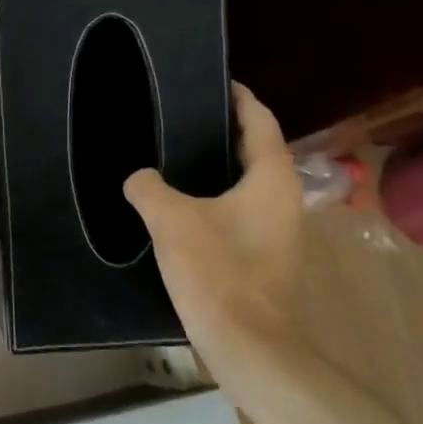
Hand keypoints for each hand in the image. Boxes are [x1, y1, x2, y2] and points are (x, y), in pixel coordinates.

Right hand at [123, 84, 301, 364]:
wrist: (246, 342)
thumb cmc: (216, 270)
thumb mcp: (170, 220)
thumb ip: (148, 188)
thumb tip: (139, 178)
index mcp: (271, 180)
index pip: (260, 122)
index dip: (240, 98)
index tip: (217, 81)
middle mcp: (283, 200)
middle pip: (257, 151)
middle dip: (226, 131)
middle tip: (186, 116)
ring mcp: (278, 231)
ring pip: (248, 183)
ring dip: (221, 167)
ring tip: (178, 156)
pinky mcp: (264, 256)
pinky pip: (240, 210)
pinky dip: (217, 197)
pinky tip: (183, 204)